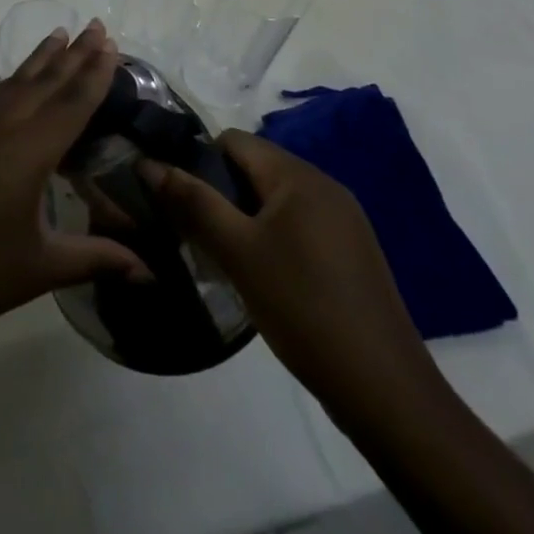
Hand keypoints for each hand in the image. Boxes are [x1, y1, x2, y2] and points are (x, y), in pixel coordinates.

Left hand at [0, 21, 148, 360]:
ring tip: (60, 34)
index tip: (110, 42)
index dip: (94, 73)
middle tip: (96, 24)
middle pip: (43, 82)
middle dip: (73, 53)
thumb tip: (149, 270)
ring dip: (40, 59)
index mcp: (26, 152)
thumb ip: (95, 258)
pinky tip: (19, 83)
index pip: (71, 103)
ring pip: (12, 84)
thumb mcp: (40, 268)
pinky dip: (13, 83)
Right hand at [140, 131, 440, 429]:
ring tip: (223, 256)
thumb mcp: (237, 252)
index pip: (232, 140)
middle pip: (253, 168)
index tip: (178, 200)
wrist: (386, 393)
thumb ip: (192, 201)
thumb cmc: (303, 308)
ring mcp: (344, 221)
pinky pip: (298, 225)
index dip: (198, 161)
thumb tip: (147, 162)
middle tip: (196, 232)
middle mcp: (325, 186)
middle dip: (219, 192)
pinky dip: (271, 237)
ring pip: (274, 199)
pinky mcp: (352, 253)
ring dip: (243, 218)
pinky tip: (262, 276)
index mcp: (298, 175)